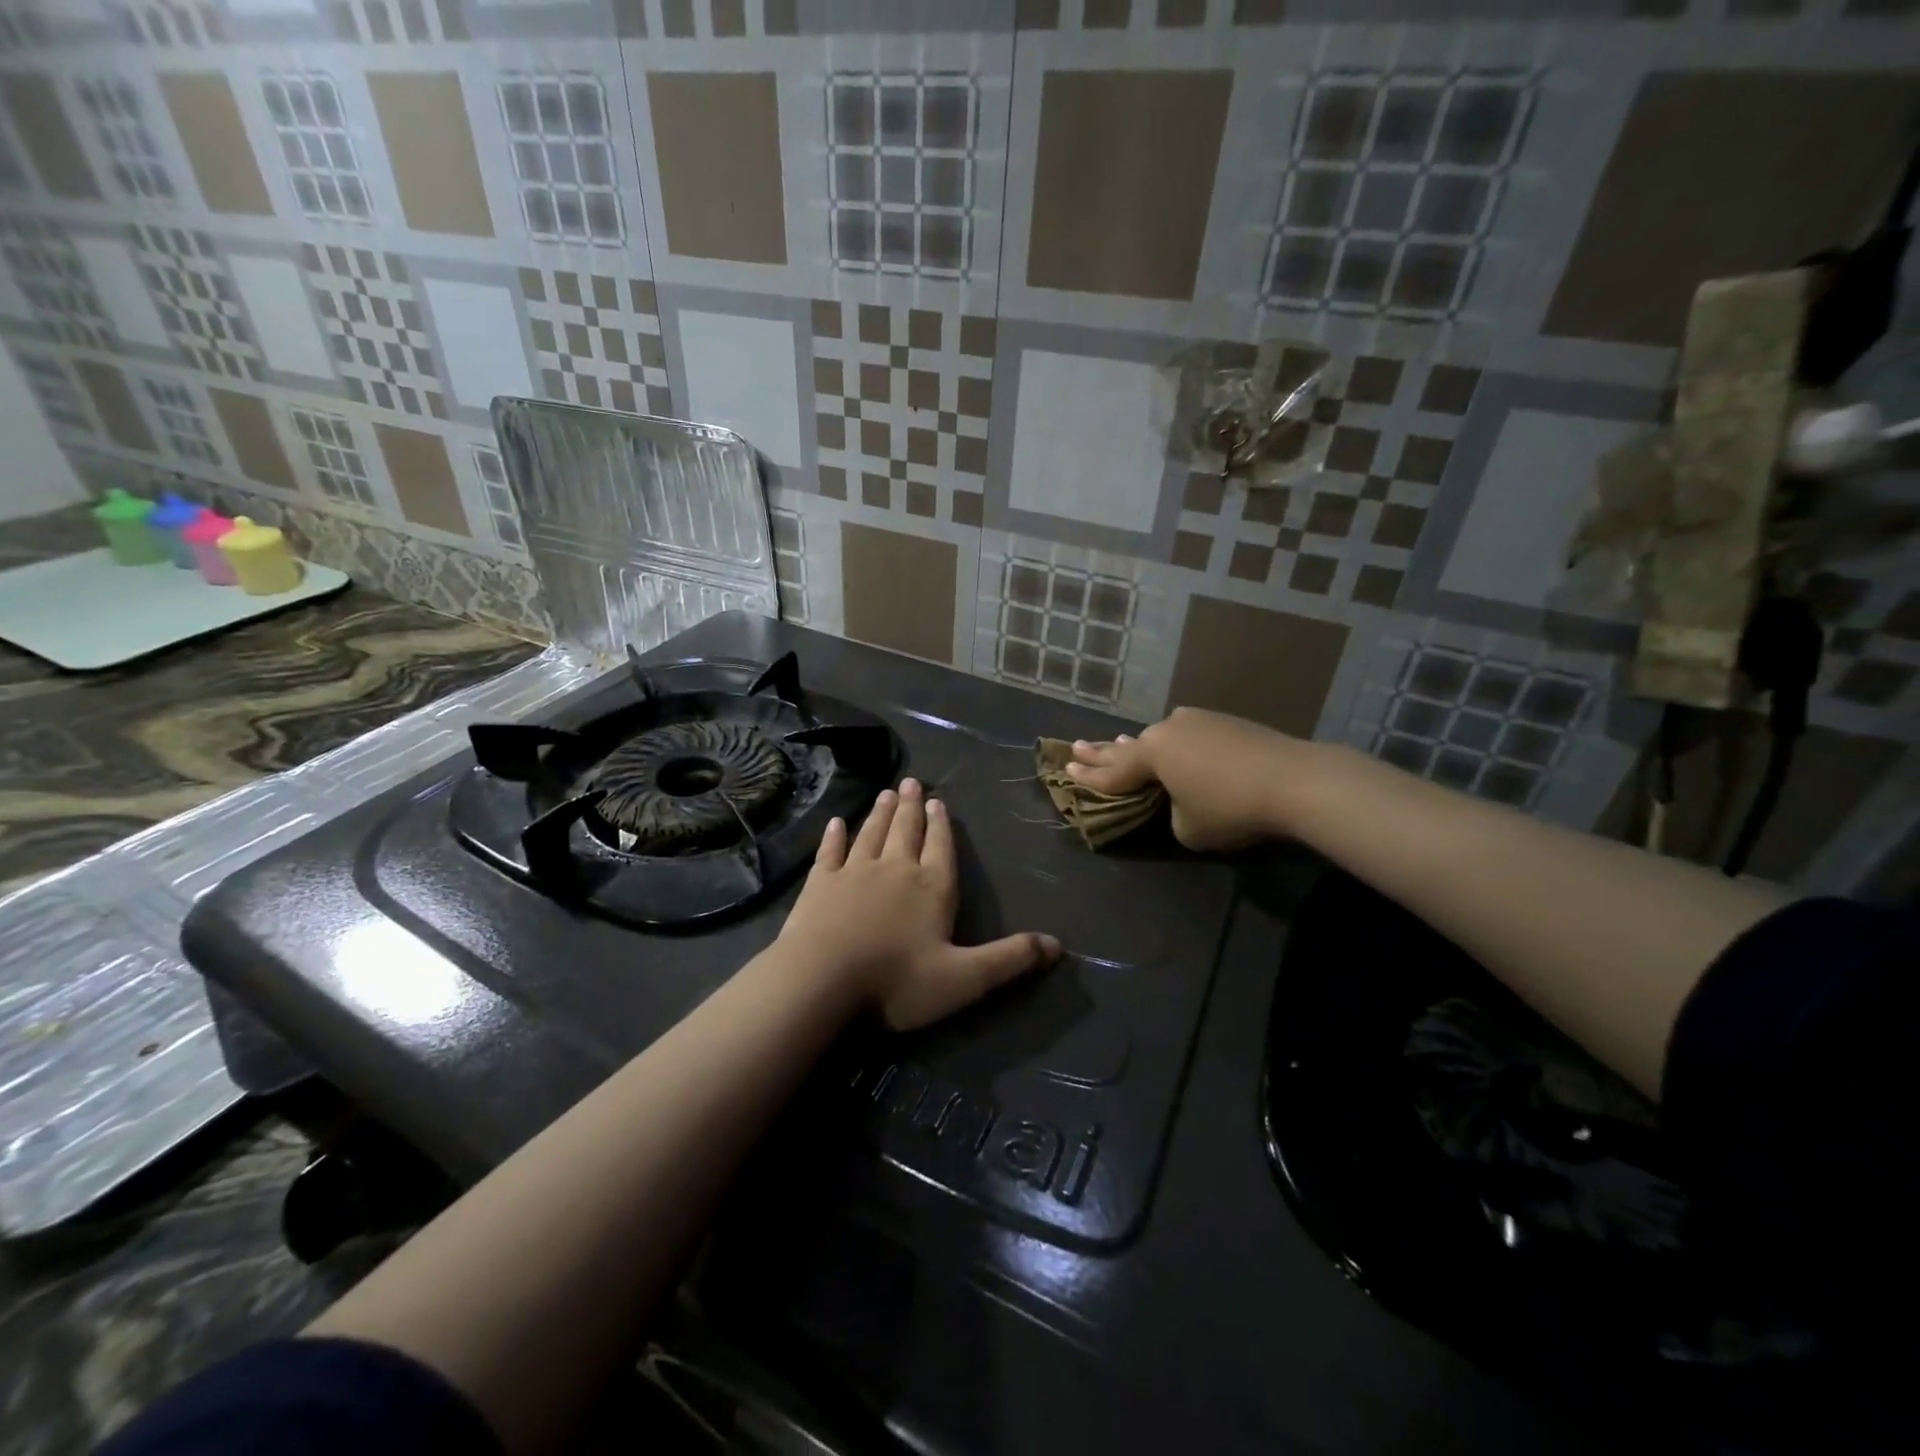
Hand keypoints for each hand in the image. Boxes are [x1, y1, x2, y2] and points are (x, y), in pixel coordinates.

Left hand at [778, 778, 1060, 1030]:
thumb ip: (1010, 959)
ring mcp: (854, 872)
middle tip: (910, 782)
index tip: (937, 801)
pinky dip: (834, 836)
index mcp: (932, 887)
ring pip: (871, 833)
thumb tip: (1058, 944)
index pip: (941, 847)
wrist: (821, 982)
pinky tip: (836, 823)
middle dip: (910, 806)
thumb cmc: (896, 982)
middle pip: (906, 830)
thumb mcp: (964, 979)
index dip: (941, 824)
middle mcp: (895, 869)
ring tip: (885, 792)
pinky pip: (830, 851)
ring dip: (879, 813)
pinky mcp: (819, 883)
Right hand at [1065, 707, 1300, 850]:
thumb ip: (1171, 813)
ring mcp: (1198, 721)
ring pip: (1159, 738)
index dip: (1088, 777)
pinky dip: (1174, 745)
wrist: (1295, 780)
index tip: (1066, 770)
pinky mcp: (1225, 722)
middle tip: (1076, 748)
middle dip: (1101, 752)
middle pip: (1128, 747)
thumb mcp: (1187, 827)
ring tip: (1118, 744)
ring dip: (1140, 746)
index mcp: (1152, 754)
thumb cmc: (1231, 808)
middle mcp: (1168, 730)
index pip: (1113, 772)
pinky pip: (1187, 735)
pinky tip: (1173, 744)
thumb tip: (1180, 800)